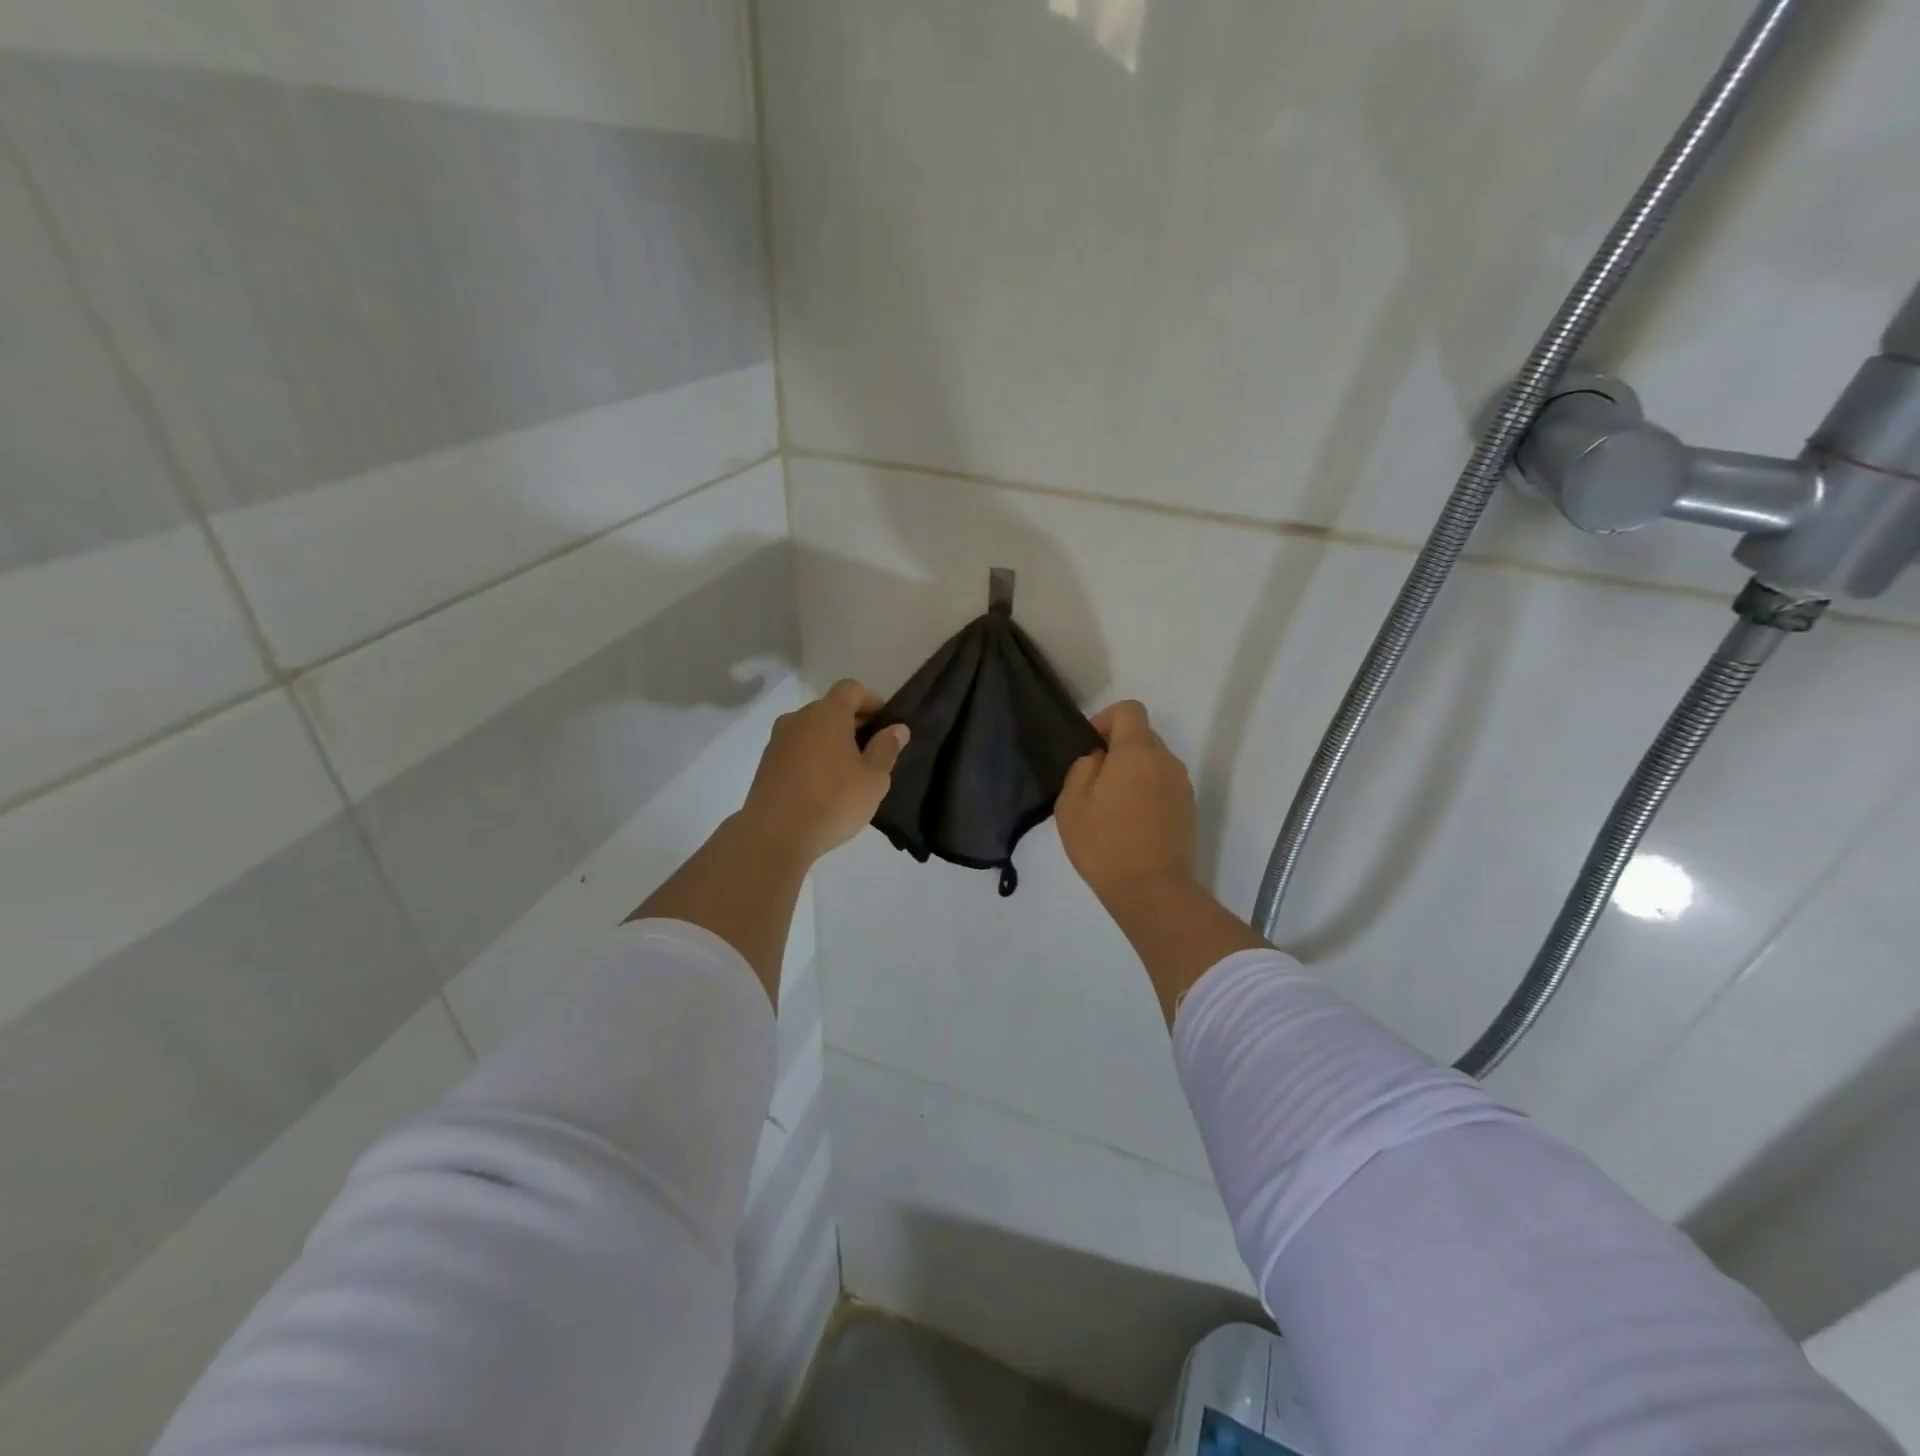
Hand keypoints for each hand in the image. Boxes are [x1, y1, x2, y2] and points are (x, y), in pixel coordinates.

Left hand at [738, 679, 907, 866]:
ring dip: (831, 741)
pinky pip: (796, 749)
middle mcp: (798, 718)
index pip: (851, 688)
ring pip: (811, 730)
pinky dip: (812, 757)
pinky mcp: (766, 763)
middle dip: (853, 723)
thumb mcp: (874, 779)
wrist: (774, 835)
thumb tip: (897, 728)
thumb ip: (886, 749)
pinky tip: (822, 786)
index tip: (884, 723)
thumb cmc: (833, 801)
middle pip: (830, 708)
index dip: (871, 700)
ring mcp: (778, 740)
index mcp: (827, 714)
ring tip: (847, 772)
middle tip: (871, 752)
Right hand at [1056, 700, 1196, 903]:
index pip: (1130, 710)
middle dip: (1119, 748)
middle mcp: (1166, 761)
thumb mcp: (1072, 803)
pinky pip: (1164, 786)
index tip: (1091, 747)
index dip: (1107, 719)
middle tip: (1096, 781)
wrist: (1152, 890)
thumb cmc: (1105, 843)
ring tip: (1113, 806)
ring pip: (1155, 762)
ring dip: (1134, 772)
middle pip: (1143, 736)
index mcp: (1137, 752)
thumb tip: (1099, 759)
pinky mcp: (1189, 809)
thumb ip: (1083, 768)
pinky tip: (1131, 823)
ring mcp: (1182, 786)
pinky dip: (1147, 792)